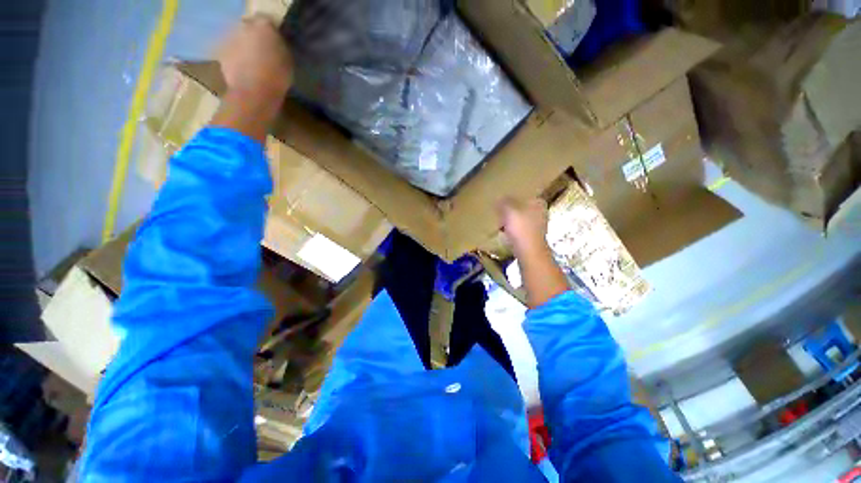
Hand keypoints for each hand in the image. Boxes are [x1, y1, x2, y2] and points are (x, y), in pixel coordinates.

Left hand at [218, 15, 293, 99]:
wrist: (254, 92)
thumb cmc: (277, 76)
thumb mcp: (288, 60)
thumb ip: (281, 45)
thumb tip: (276, 41)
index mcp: (264, 26)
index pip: (267, 20)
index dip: (271, 30)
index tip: (276, 40)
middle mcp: (245, 25)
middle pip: (249, 26)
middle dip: (255, 35)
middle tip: (263, 49)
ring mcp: (230, 37)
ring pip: (239, 37)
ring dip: (244, 45)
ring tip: (253, 61)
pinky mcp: (221, 52)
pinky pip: (231, 50)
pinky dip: (236, 56)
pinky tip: (244, 68)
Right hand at [497, 198, 548, 257]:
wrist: (529, 252)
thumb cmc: (521, 228)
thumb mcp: (509, 210)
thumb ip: (504, 202)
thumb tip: (500, 198)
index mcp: (538, 202)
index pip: (524, 195)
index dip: (512, 198)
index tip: (502, 201)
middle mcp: (541, 213)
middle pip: (523, 208)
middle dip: (512, 210)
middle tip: (499, 212)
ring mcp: (539, 226)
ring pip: (522, 220)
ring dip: (512, 221)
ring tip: (500, 223)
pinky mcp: (533, 238)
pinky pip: (520, 230)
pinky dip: (513, 231)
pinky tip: (505, 234)